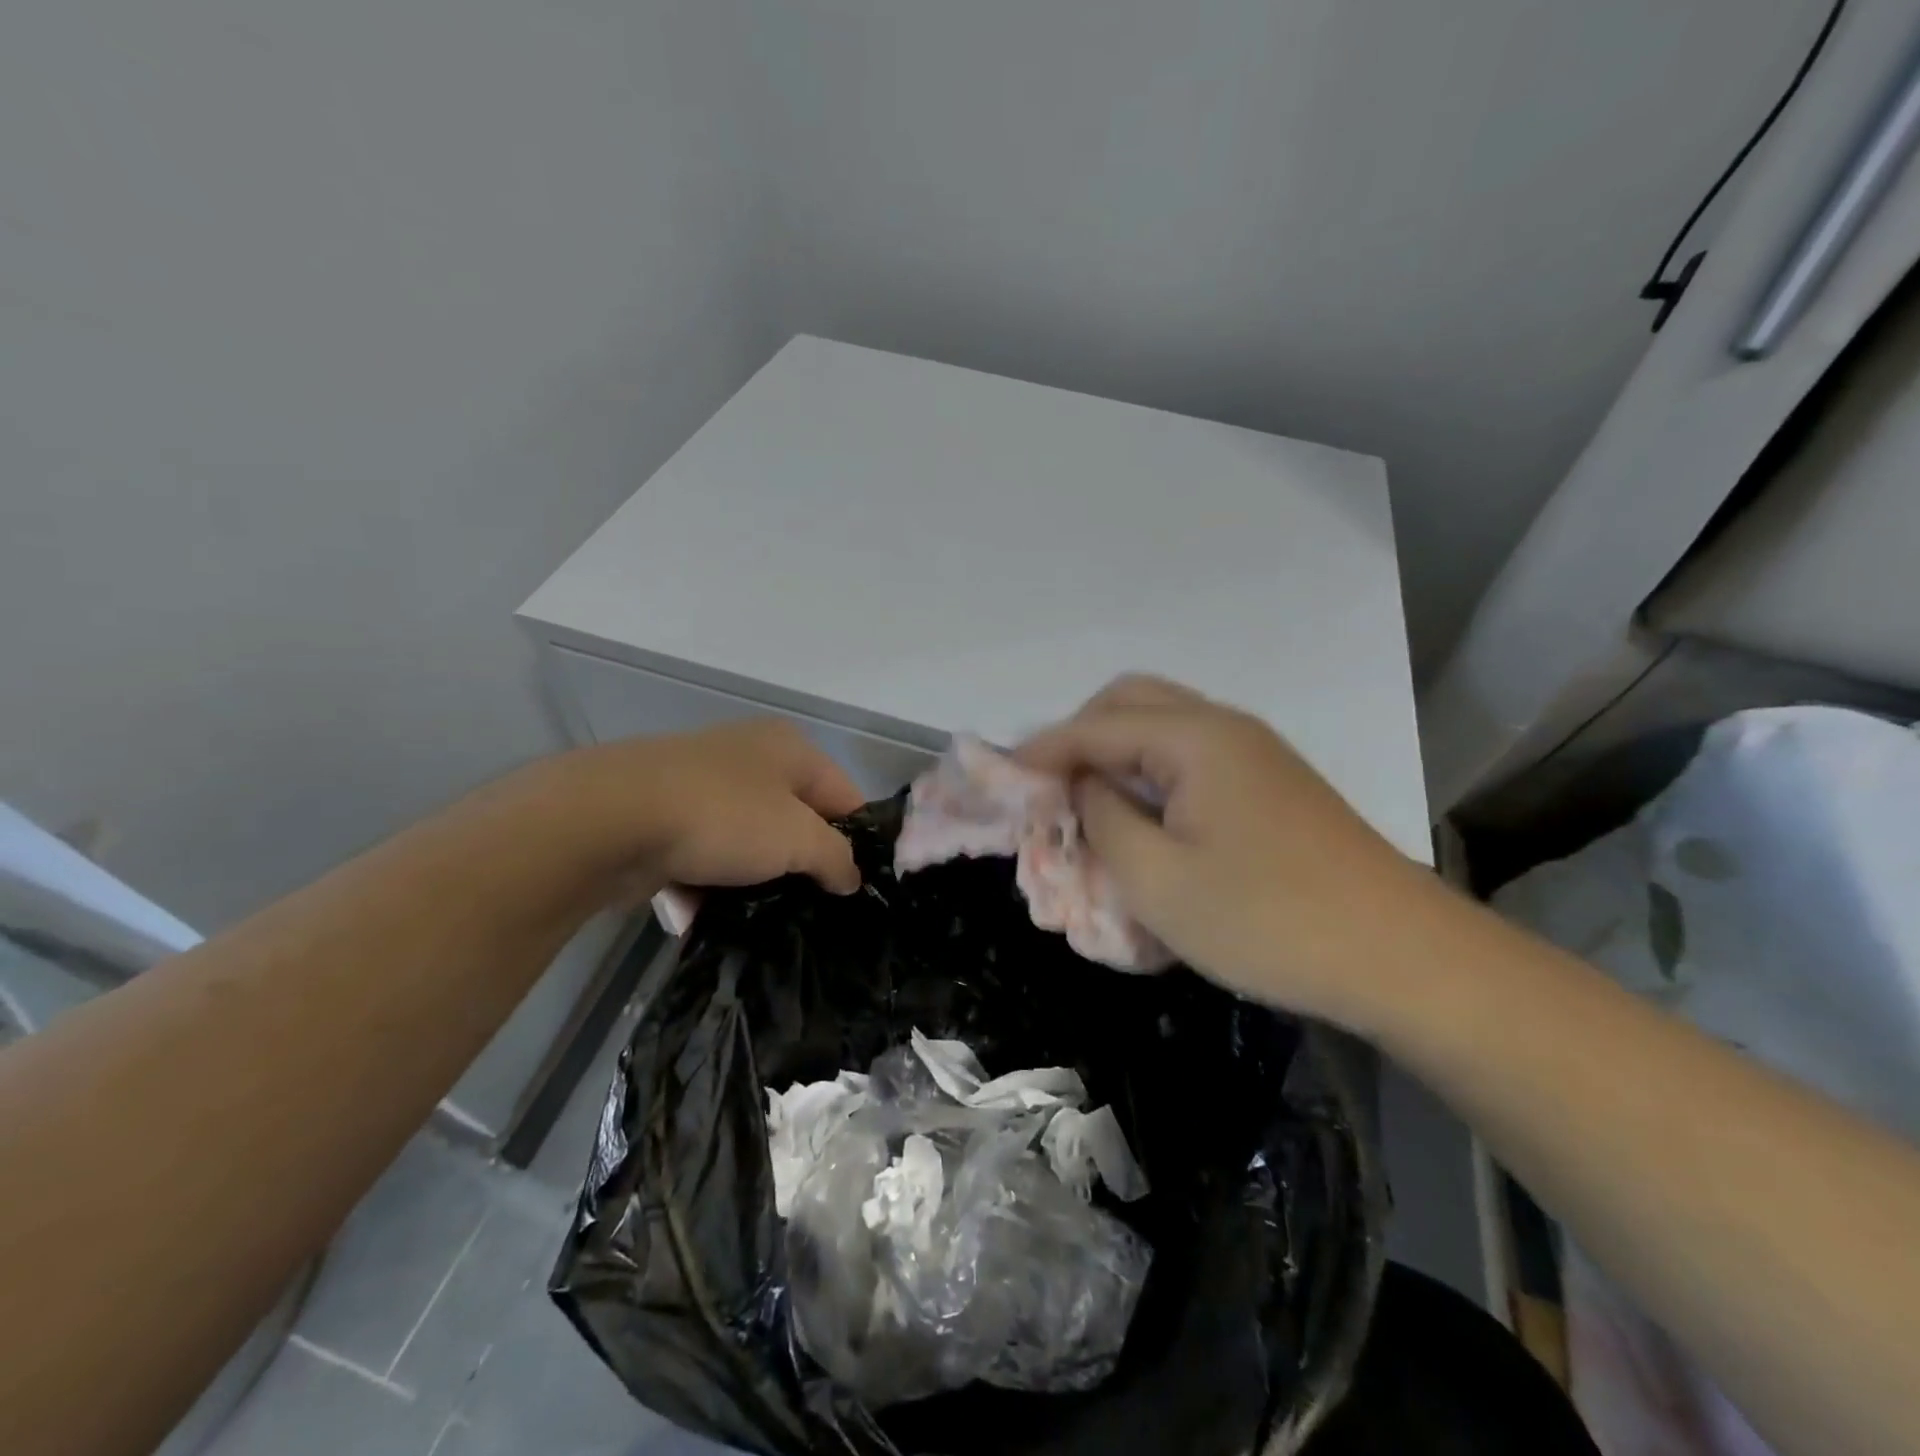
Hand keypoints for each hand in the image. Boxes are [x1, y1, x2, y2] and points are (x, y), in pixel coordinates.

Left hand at [547, 719, 866, 898]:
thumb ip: (837, 858)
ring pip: (746, 841)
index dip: (856, 842)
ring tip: (760, 919)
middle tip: (812, 908)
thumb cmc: (723, 817)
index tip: (856, 889)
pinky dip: (705, 883)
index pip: (844, 796)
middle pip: (794, 819)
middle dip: (801, 864)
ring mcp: (701, 784)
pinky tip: (703, 914)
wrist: (607, 819)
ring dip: (752, 879)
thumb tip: (851, 878)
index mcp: (790, 748)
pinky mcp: (662, 815)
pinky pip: (701, 854)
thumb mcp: (798, 840)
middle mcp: (749, 756)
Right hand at [1017, 676, 1435, 1020]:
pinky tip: (1145, 823)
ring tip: (1089, 806)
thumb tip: (1081, 787)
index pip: (1095, 725)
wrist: (1400, 956)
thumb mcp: (1156, 880)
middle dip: (1080, 737)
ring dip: (1117, 755)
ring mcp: (1254, 754)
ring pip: (1163, 729)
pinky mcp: (1271, 786)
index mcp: (1194, 738)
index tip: (1000, 781)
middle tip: (1051, 788)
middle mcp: (1224, 727)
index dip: (1041, 751)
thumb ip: (1101, 820)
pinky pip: (1192, 760)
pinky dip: (1151, 777)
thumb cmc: (1267, 919)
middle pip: (1131, 703)